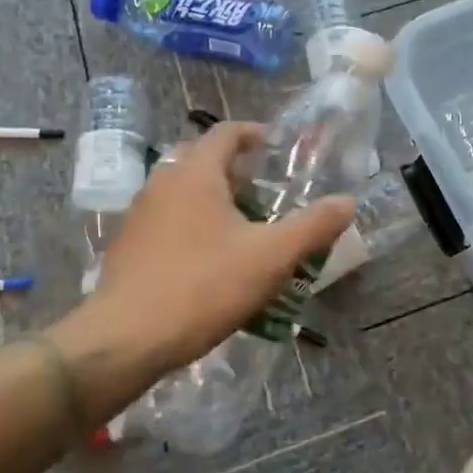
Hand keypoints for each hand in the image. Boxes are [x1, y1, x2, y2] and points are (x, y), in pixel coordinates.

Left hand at [57, 122, 354, 390]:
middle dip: (234, 169)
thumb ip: (313, 226)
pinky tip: (210, 260)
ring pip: (182, 192)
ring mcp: (139, 215)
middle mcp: (162, 183)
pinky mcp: (127, 247)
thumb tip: (347, 202)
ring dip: (213, 199)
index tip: (274, 145)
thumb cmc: (203, 285)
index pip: (225, 132)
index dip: (252, 133)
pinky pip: (167, 221)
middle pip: (201, 160)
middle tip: (265, 189)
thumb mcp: (270, 257)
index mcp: (195, 173)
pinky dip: (192, 225)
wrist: (125, 339)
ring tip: (243, 226)